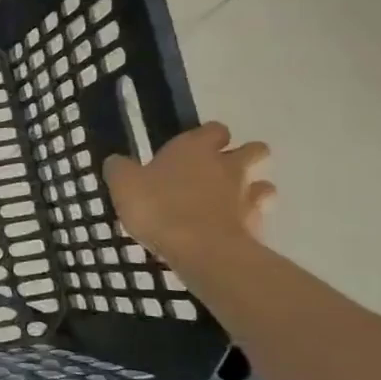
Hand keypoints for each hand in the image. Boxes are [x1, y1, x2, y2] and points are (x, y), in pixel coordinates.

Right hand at [103, 122, 274, 266]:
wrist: (201, 250)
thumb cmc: (158, 207)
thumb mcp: (123, 184)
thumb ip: (120, 169)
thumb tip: (117, 161)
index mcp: (195, 148)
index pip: (214, 129)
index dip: (207, 137)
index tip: (194, 149)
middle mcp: (228, 165)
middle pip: (254, 150)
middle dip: (244, 157)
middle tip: (219, 173)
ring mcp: (247, 195)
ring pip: (264, 184)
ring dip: (252, 189)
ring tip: (229, 203)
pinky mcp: (257, 225)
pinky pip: (259, 216)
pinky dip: (249, 219)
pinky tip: (230, 229)